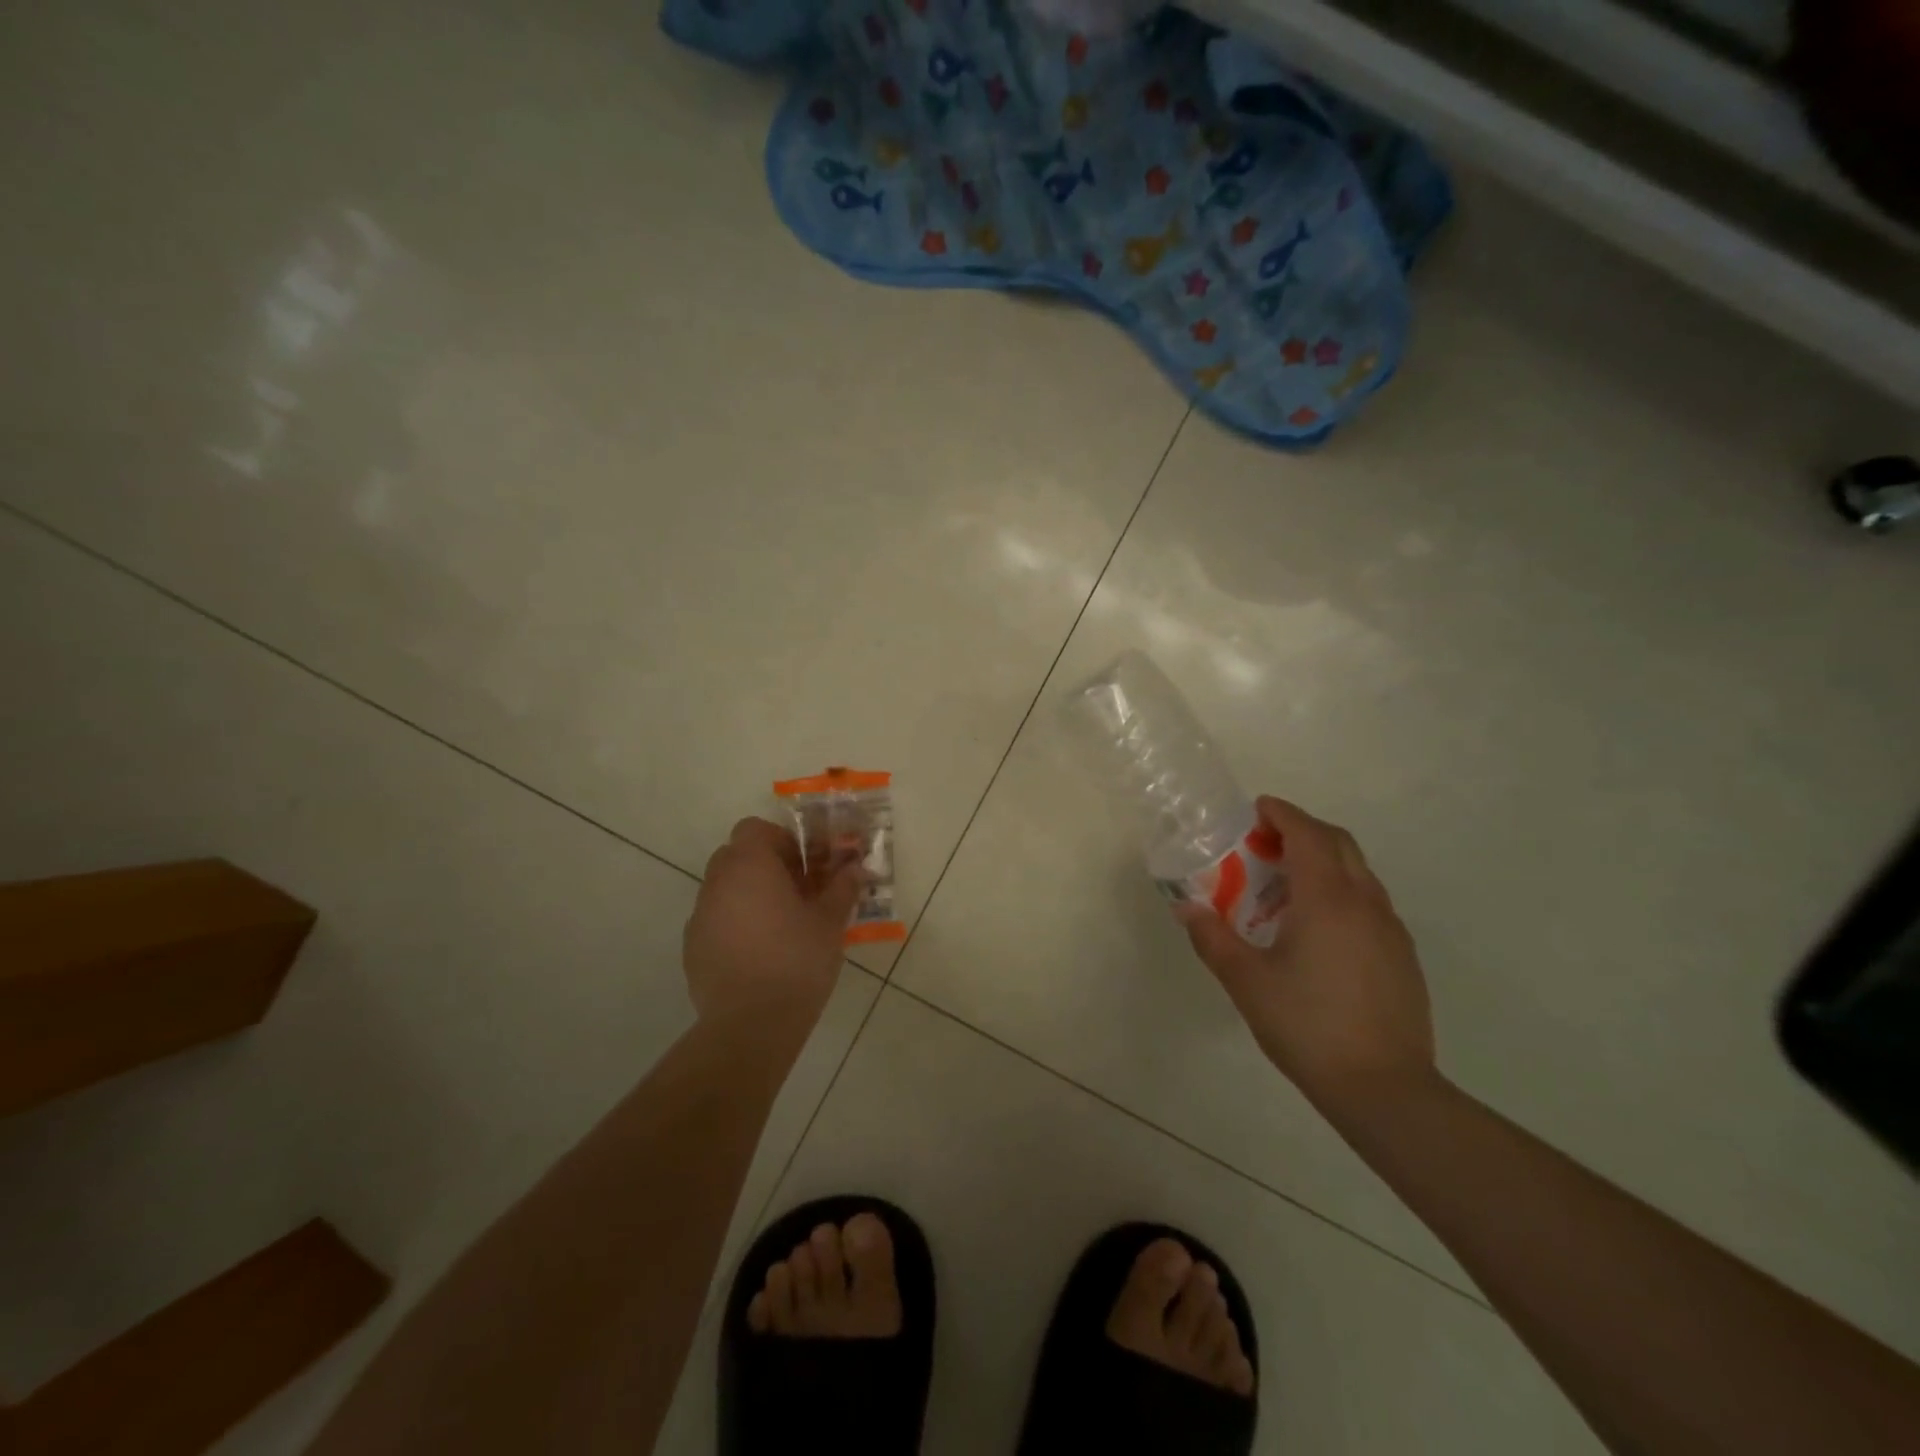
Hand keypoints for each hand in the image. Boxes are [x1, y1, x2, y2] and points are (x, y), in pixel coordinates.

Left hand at [683, 817, 863, 1024]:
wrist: (751, 1024)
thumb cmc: (797, 960)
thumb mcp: (830, 922)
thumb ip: (842, 888)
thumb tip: (855, 868)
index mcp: (749, 866)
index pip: (754, 829)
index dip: (781, 840)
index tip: (804, 865)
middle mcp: (717, 883)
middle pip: (737, 856)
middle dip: (766, 867)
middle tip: (797, 891)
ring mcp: (700, 916)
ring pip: (725, 889)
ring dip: (750, 895)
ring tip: (780, 925)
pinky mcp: (692, 948)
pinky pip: (716, 920)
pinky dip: (735, 924)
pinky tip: (759, 954)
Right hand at [1176, 797, 1435, 1113]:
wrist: (1385, 1089)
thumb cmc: (1307, 1026)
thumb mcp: (1246, 981)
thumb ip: (1212, 938)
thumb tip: (1186, 907)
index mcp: (1327, 899)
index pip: (1308, 834)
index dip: (1282, 814)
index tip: (1257, 809)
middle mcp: (1365, 902)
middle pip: (1339, 843)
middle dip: (1303, 831)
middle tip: (1266, 843)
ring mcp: (1390, 929)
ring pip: (1358, 872)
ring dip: (1323, 862)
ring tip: (1286, 887)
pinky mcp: (1402, 955)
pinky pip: (1369, 902)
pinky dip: (1341, 891)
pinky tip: (1317, 929)